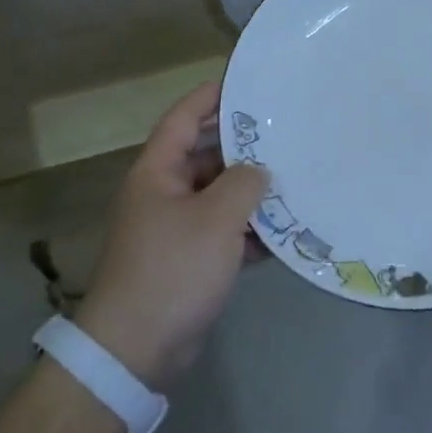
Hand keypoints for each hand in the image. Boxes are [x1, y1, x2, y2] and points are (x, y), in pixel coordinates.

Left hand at [76, 82, 268, 390]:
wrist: (136, 348)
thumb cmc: (173, 269)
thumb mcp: (216, 218)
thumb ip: (244, 184)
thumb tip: (258, 171)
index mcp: (157, 173)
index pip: (182, 120)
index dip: (208, 98)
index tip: (243, 83)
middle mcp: (163, 194)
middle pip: (205, 158)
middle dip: (243, 148)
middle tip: (285, 134)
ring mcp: (175, 230)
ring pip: (218, 197)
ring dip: (251, 193)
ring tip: (294, 179)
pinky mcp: (188, 262)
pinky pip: (224, 233)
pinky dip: (249, 231)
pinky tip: (284, 233)